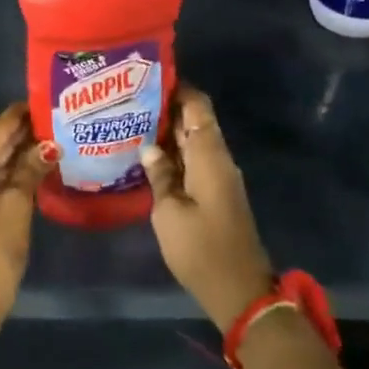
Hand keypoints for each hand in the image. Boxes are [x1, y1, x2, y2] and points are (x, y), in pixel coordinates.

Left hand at [0, 103, 49, 326]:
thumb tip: (50, 144)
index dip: (23, 115)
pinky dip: (11, 169)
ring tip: (55, 133)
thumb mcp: (15, 206)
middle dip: (25, 133)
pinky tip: (38, 159)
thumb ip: (30, 168)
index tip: (48, 97)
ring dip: (21, 150)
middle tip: (58, 116)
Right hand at [142, 86, 274, 331]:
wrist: (239, 292)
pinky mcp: (216, 194)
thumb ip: (159, 174)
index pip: (198, 106)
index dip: (178, 87)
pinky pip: (194, 161)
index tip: (149, 76)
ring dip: (167, 131)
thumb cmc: (202, 249)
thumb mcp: (169, 212)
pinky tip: (147, 155)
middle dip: (166, 107)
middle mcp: (218, 160)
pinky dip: (173, 153)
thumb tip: (149, 146)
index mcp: (210, 156)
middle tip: (129, 99)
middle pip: (195, 121)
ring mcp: (219, 178)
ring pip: (193, 142)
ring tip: (131, 122)